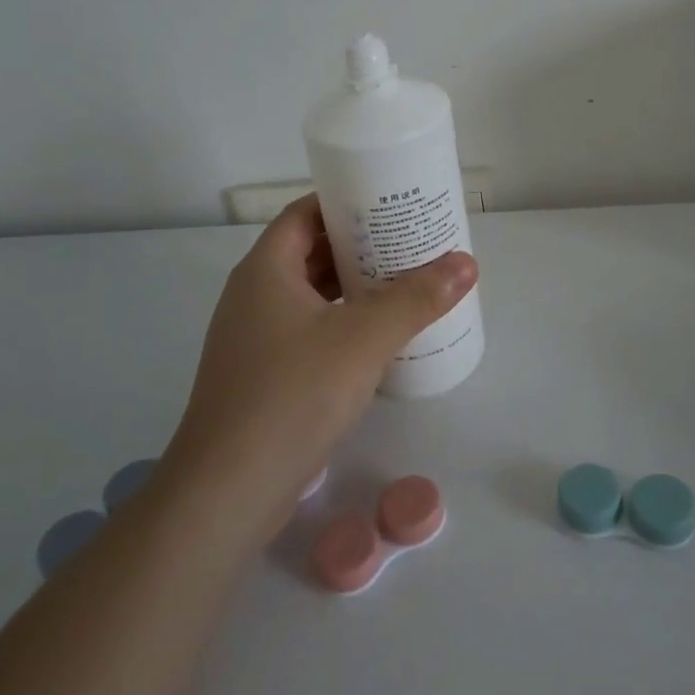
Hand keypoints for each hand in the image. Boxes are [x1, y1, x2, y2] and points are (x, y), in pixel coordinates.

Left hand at [168, 195, 476, 533]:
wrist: (227, 493)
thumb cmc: (292, 395)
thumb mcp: (363, 338)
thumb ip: (416, 298)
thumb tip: (466, 263)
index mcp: (266, 271)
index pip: (305, 213)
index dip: (345, 201)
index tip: (390, 202)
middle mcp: (254, 296)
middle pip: (310, 252)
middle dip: (359, 244)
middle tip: (410, 240)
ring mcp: (255, 339)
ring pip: (311, 295)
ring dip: (354, 286)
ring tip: (405, 281)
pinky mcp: (264, 376)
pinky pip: (309, 330)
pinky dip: (343, 322)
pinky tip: (379, 337)